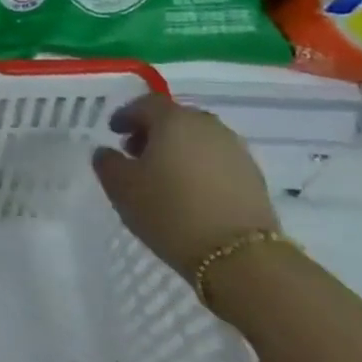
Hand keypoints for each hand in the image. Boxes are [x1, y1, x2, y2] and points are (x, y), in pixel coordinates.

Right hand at [91, 93, 278, 278]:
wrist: (240, 257)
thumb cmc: (169, 211)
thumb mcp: (121, 187)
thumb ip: (107, 162)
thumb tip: (107, 152)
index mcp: (174, 120)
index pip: (145, 104)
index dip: (126, 115)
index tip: (113, 131)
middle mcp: (208, 126)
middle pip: (175, 119)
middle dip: (152, 131)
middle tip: (135, 153)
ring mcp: (236, 151)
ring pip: (198, 140)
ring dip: (177, 150)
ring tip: (162, 176)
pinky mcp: (254, 178)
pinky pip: (216, 161)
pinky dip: (199, 167)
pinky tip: (188, 191)